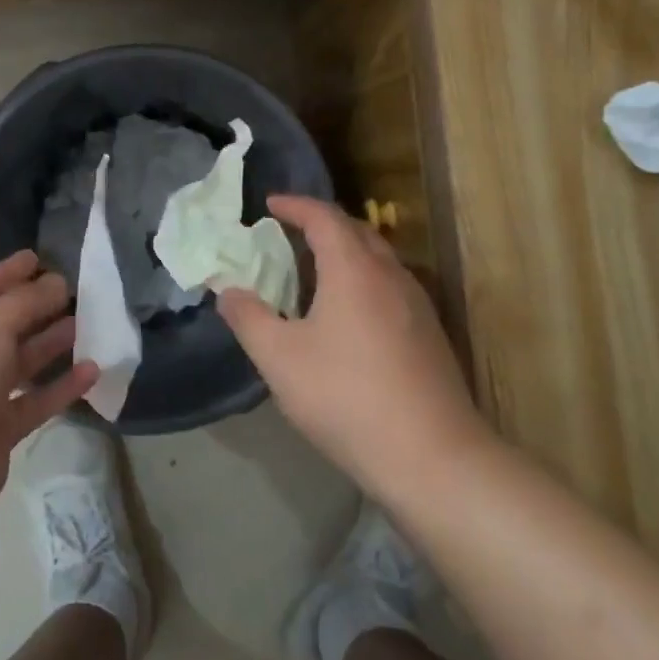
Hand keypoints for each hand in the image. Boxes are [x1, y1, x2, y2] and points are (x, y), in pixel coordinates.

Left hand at [0, 250, 98, 526]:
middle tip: (76, 289)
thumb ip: (25, 301)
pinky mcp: (1, 428)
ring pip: (24, 361)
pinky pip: (38, 400)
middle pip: (6, 324)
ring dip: (53, 342)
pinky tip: (92, 370)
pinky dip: (63, 385)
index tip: (39, 256)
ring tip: (88, 322)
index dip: (9, 272)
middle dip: (38, 306)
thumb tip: (57, 282)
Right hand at [218, 195, 491, 501]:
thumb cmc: (345, 397)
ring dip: (346, 253)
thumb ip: (248, 318)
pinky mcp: (430, 335)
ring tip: (316, 271)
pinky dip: (363, 281)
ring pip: (378, 260)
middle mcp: (391, 276)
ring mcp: (417, 305)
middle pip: (357, 232)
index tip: (270, 204)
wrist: (431, 456)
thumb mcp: (279, 359)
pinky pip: (391, 287)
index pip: (325, 217)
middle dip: (322, 224)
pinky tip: (349, 315)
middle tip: (291, 232)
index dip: (295, 205)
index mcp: (353, 270)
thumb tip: (227, 291)